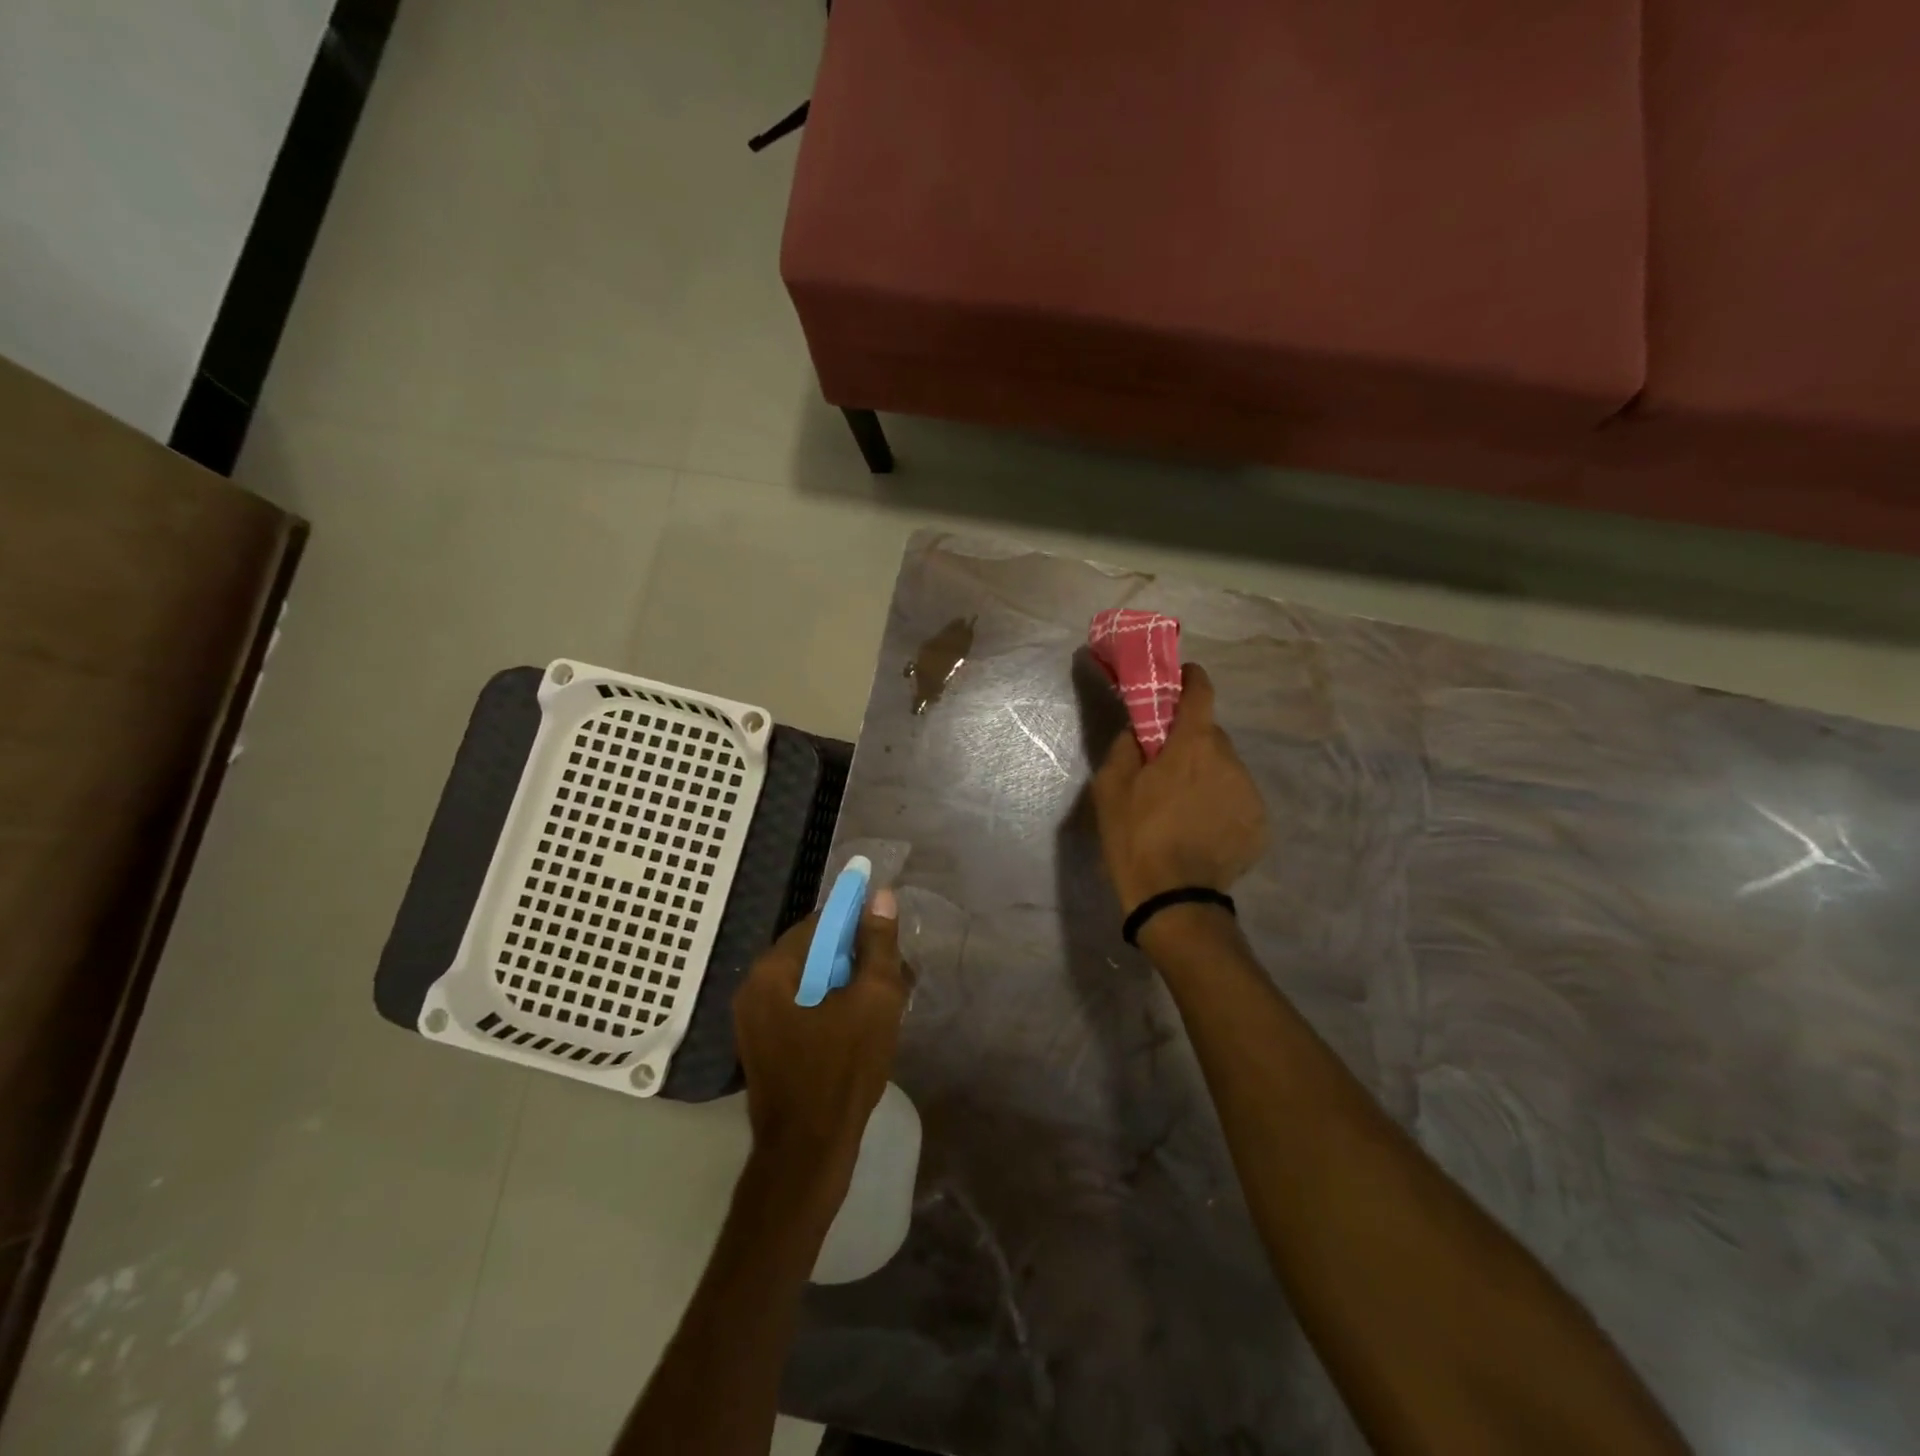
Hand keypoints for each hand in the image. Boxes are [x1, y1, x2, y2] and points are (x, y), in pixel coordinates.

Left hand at [732, 888, 907, 1207]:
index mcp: (772, 971)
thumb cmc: (842, 1071)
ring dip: (849, 985)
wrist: (808, 1154)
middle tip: (895, 976)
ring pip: (812, 982)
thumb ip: (878, 945)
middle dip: (857, 958)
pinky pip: (803, 1009)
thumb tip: (881, 896)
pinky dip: (833, 1008)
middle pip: (815, 952)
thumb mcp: (874, 1000)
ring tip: (886, 1004)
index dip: (858, 923)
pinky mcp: (765, 1047)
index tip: (889, 938)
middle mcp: (754, 989)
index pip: (820, 923)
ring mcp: (755, 1021)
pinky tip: (863, 1027)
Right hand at [1090, 663, 1268, 914]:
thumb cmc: (1135, 836)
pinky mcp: (1259, 823)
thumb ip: (1125, 746)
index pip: (1201, 693)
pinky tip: (1199, 828)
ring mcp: (1249, 793)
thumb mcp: (1110, 787)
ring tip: (1181, 805)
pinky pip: (1236, 798)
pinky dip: (1219, 802)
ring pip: (1225, 767)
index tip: (1180, 679)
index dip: (1191, 679)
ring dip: (1206, 773)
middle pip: (1210, 734)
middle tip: (1165, 765)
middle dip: (1189, 740)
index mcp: (1192, 745)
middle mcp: (1229, 760)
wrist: (1173, 898)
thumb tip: (1139, 730)